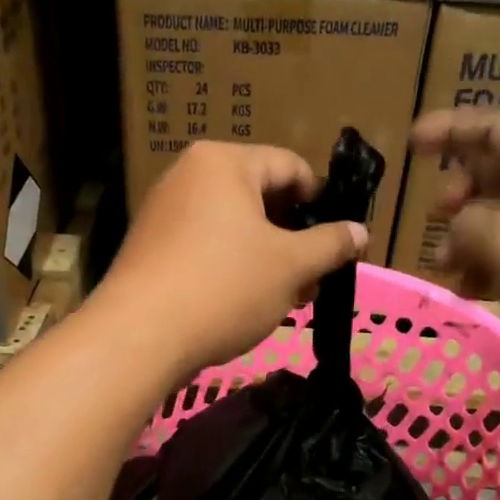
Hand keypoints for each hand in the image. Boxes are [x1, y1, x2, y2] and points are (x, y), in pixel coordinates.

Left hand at [98, 142, 368, 373]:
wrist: (139, 337)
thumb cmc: (224, 288)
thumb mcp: (291, 265)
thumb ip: (331, 244)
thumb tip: (360, 231)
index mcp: (224, 162)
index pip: (291, 167)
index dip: (323, 203)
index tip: (340, 242)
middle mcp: (189, 176)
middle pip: (261, 198)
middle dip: (294, 239)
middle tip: (314, 280)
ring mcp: (164, 212)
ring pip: (234, 228)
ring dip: (268, 259)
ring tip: (287, 298)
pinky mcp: (151, 248)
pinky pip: (206, 247)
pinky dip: (233, 268)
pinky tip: (247, 304)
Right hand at [409, 110, 499, 395]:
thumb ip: (464, 225)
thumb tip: (456, 231)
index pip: (493, 125)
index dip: (449, 130)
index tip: (410, 144)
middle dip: (461, 192)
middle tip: (433, 217)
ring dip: (474, 239)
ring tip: (446, 269)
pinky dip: (498, 266)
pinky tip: (477, 291)